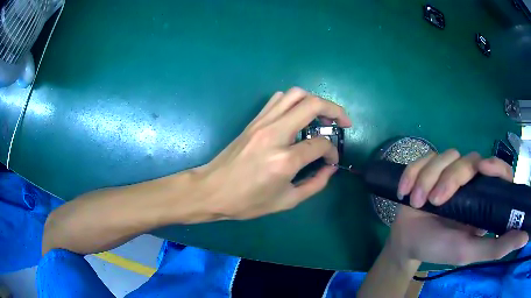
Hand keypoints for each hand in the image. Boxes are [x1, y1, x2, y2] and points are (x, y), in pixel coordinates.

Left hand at [195, 87, 350, 219]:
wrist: (212, 190)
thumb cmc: (247, 202)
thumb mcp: (286, 201)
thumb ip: (315, 184)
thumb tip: (330, 167)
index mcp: (284, 160)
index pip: (320, 144)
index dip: (332, 151)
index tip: (331, 160)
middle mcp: (275, 134)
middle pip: (313, 104)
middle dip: (335, 110)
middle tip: (342, 122)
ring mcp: (262, 123)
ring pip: (295, 94)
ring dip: (315, 101)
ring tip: (322, 116)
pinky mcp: (254, 120)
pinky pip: (278, 99)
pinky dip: (294, 101)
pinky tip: (298, 115)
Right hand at [388, 149, 528, 265]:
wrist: (408, 242)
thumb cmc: (441, 248)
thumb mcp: (471, 252)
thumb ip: (499, 246)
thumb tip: (523, 236)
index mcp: (484, 196)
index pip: (499, 169)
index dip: (494, 165)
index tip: (482, 170)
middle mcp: (471, 179)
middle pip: (469, 160)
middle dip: (451, 179)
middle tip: (436, 202)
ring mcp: (449, 171)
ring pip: (445, 156)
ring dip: (428, 178)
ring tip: (416, 201)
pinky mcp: (429, 167)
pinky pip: (424, 157)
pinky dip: (413, 172)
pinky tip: (406, 191)